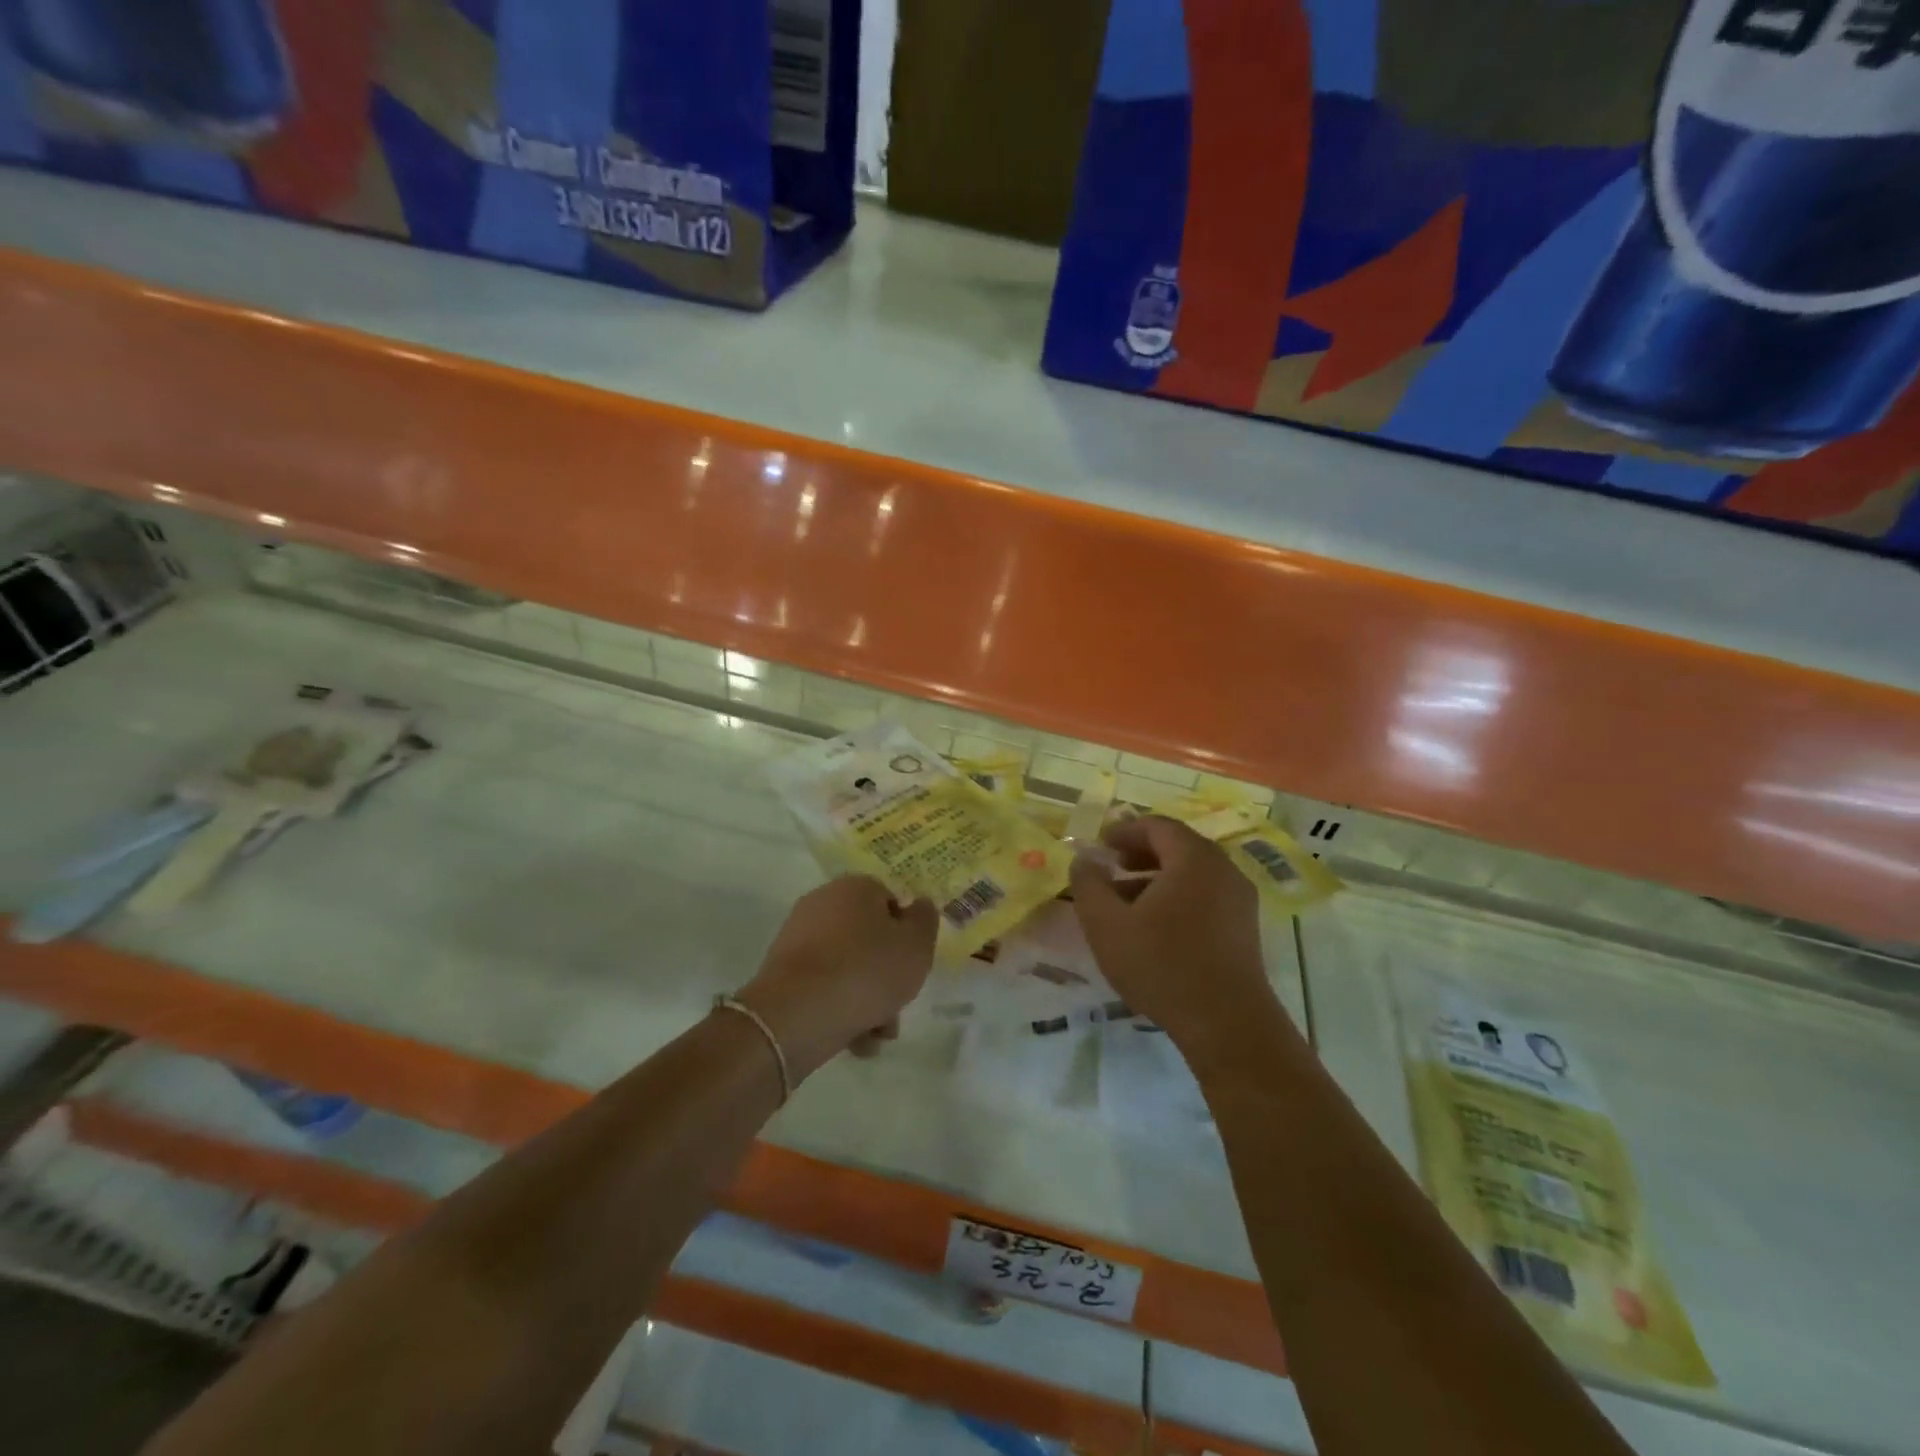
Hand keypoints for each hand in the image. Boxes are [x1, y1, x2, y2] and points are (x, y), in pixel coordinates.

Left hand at [736, 876, 937, 1081]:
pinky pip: (822, 986)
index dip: (906, 935)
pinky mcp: (781, 973)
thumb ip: (925, 921)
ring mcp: (798, 938)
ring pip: (847, 967)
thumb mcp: (916, 945)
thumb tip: (919, 905)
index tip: (912, 965)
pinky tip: (852, 1039)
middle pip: (868, 939)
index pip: (890, 902)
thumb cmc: (866, 971)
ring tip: (875, 1035)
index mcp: (855, 887)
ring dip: (866, 999)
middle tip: (896, 1007)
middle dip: (886, 976)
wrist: (796, 1015)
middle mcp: (822, 903)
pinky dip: (838, 1008)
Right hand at [1069, 817, 1281, 1056]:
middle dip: (1140, 854)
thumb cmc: (1162, 965)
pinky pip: (1207, 897)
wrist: (1227, 1024)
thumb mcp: (1107, 925)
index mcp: (1194, 859)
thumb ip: (1088, 885)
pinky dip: (1178, 898)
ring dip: (1157, 879)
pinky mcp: (1245, 929)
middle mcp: (1223, 870)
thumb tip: (1084, 859)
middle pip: (1178, 847)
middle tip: (1112, 868)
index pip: (1157, 826)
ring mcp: (1240, 900)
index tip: (1100, 845)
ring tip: (1126, 903)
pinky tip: (1155, 928)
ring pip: (1193, 875)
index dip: (1125, 831)